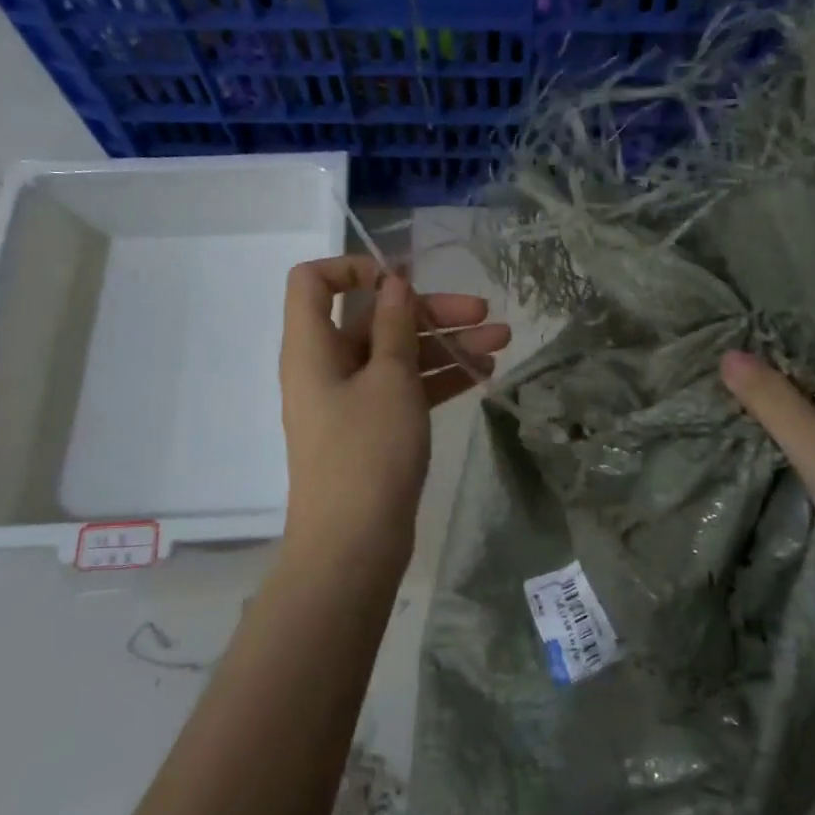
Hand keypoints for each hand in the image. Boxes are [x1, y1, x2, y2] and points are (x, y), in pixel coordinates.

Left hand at [279, 256, 510, 558]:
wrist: (354, 546)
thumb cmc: (367, 451)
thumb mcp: (389, 379)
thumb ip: (394, 325)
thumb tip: (393, 281)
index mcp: (312, 347)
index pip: (313, 282)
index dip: (353, 268)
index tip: (402, 279)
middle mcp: (326, 366)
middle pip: (373, 319)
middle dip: (429, 311)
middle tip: (484, 312)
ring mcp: (350, 400)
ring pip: (397, 355)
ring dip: (445, 345)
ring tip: (502, 342)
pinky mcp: (371, 429)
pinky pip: (404, 389)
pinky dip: (438, 379)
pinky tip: (483, 374)